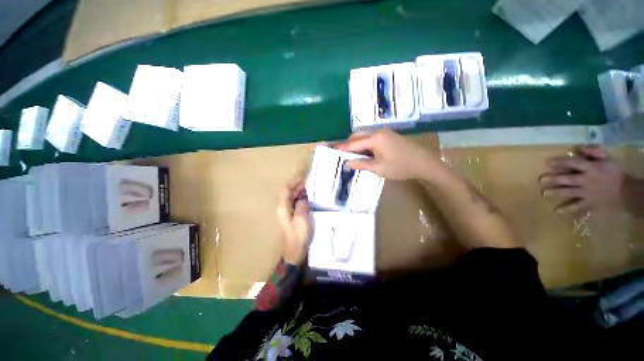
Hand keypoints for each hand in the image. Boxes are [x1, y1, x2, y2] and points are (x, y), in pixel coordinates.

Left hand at [277, 180, 312, 265]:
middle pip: (288, 193)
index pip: (286, 190)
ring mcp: (287, 213)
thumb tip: (303, 198)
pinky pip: (295, 204)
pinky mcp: (291, 217)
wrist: (295, 252)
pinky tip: (308, 200)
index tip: (304, 180)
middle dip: (298, 187)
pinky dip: (301, 200)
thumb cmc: (298, 235)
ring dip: (300, 193)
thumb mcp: (301, 219)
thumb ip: (302, 205)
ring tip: (311, 190)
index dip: (294, 183)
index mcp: (283, 207)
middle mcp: (283, 208)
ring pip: (292, 199)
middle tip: (310, 184)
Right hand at [334, 129, 444, 180]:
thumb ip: (361, 164)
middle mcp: (378, 132)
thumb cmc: (400, 167)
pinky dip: (364, 143)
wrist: (424, 163)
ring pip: (364, 135)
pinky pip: (371, 137)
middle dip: (348, 143)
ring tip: (351, 154)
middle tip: (342, 153)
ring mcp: (384, 132)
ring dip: (356, 143)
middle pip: (357, 135)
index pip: (353, 143)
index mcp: (375, 138)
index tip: (332, 149)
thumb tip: (347, 163)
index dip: (342, 147)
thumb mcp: (379, 168)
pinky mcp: (388, 135)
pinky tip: (364, 152)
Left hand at [539, 146, 624, 213]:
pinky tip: (557, 211)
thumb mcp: (607, 158)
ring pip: (569, 192)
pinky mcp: (590, 203)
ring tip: (544, 193)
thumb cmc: (614, 173)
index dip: (561, 162)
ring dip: (556, 193)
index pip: (574, 163)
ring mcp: (588, 193)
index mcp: (591, 168)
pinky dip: (568, 209)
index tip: (547, 163)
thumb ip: (594, 152)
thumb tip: (578, 148)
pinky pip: (578, 207)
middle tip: (541, 180)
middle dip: (554, 179)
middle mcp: (587, 180)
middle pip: (568, 179)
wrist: (627, 191)